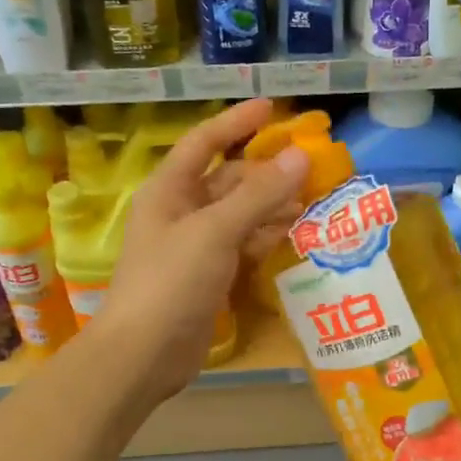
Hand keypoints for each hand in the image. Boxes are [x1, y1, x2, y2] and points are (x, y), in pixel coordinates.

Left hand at [99, 99, 307, 402]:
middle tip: (311, 164)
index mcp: (169, 190)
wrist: (145, 354)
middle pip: (228, 179)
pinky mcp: (211, 275)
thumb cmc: (171, 282)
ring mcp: (196, 245)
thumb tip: (300, 156)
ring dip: (273, 205)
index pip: (204, 142)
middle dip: (266, 171)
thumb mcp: (215, 231)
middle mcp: (182, 211)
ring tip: (315, 198)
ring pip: (241, 213)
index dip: (235, 122)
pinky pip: (244, 244)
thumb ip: (259, 194)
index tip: (271, 107)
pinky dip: (268, 237)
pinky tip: (297, 234)